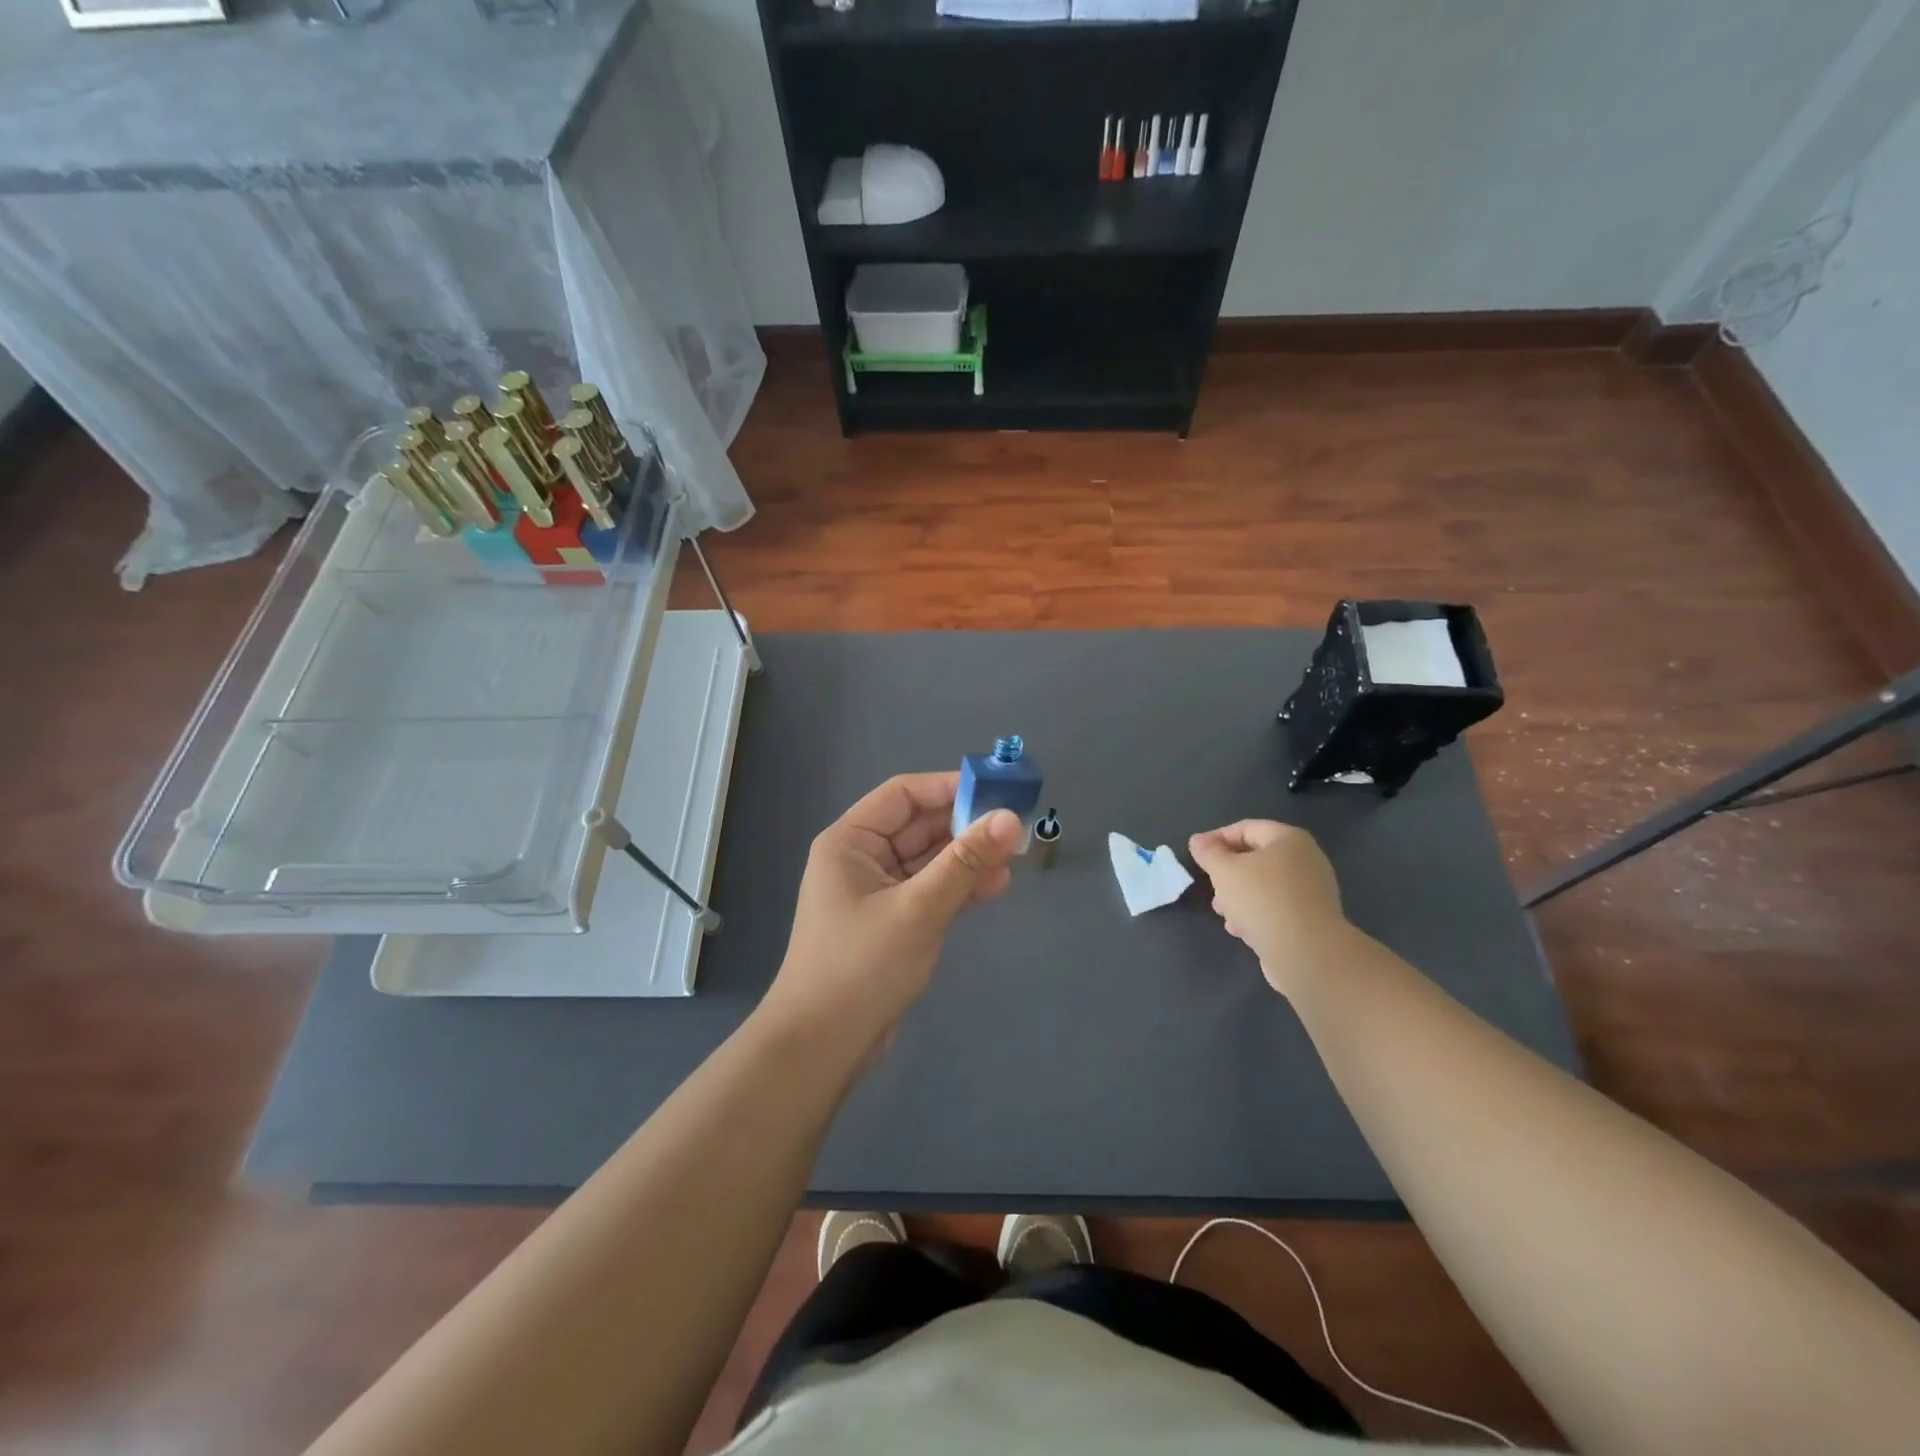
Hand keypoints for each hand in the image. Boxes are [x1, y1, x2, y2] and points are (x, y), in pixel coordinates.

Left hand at [761, 772, 1022, 1060]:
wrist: (822, 1047)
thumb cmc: (861, 967)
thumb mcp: (919, 909)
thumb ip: (965, 862)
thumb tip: (1010, 817)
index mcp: (851, 841)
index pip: (904, 794)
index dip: (950, 787)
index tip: (997, 792)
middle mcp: (861, 858)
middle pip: (919, 826)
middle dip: (965, 826)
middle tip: (1015, 830)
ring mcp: (876, 892)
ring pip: (929, 860)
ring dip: (967, 859)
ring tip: (1011, 863)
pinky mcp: (891, 922)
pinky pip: (929, 890)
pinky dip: (958, 887)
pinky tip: (993, 888)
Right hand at [1188, 819, 1351, 997]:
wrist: (1307, 953)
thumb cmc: (1262, 900)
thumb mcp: (1224, 870)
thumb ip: (1208, 852)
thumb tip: (1199, 841)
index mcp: (1289, 840)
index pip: (1246, 828)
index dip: (1216, 838)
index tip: (1196, 855)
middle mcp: (1305, 860)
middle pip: (1255, 858)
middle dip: (1227, 874)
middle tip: (1211, 888)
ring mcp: (1311, 891)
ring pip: (1264, 886)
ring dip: (1238, 897)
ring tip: (1224, 914)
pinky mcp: (1311, 919)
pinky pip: (1276, 908)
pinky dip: (1257, 914)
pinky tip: (1242, 931)